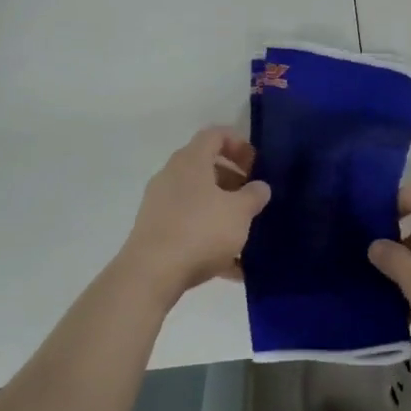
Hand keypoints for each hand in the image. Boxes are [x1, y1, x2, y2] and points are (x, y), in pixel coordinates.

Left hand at [115, 128, 270, 304]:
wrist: (150, 275)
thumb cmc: (200, 231)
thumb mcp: (239, 212)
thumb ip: (254, 195)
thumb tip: (259, 187)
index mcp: (191, 161)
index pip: (215, 135)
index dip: (238, 143)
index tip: (256, 164)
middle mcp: (171, 176)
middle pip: (206, 167)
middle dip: (233, 181)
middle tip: (253, 198)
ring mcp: (160, 205)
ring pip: (198, 200)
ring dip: (223, 212)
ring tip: (246, 235)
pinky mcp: (155, 232)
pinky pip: (189, 227)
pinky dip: (210, 238)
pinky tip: (232, 267)